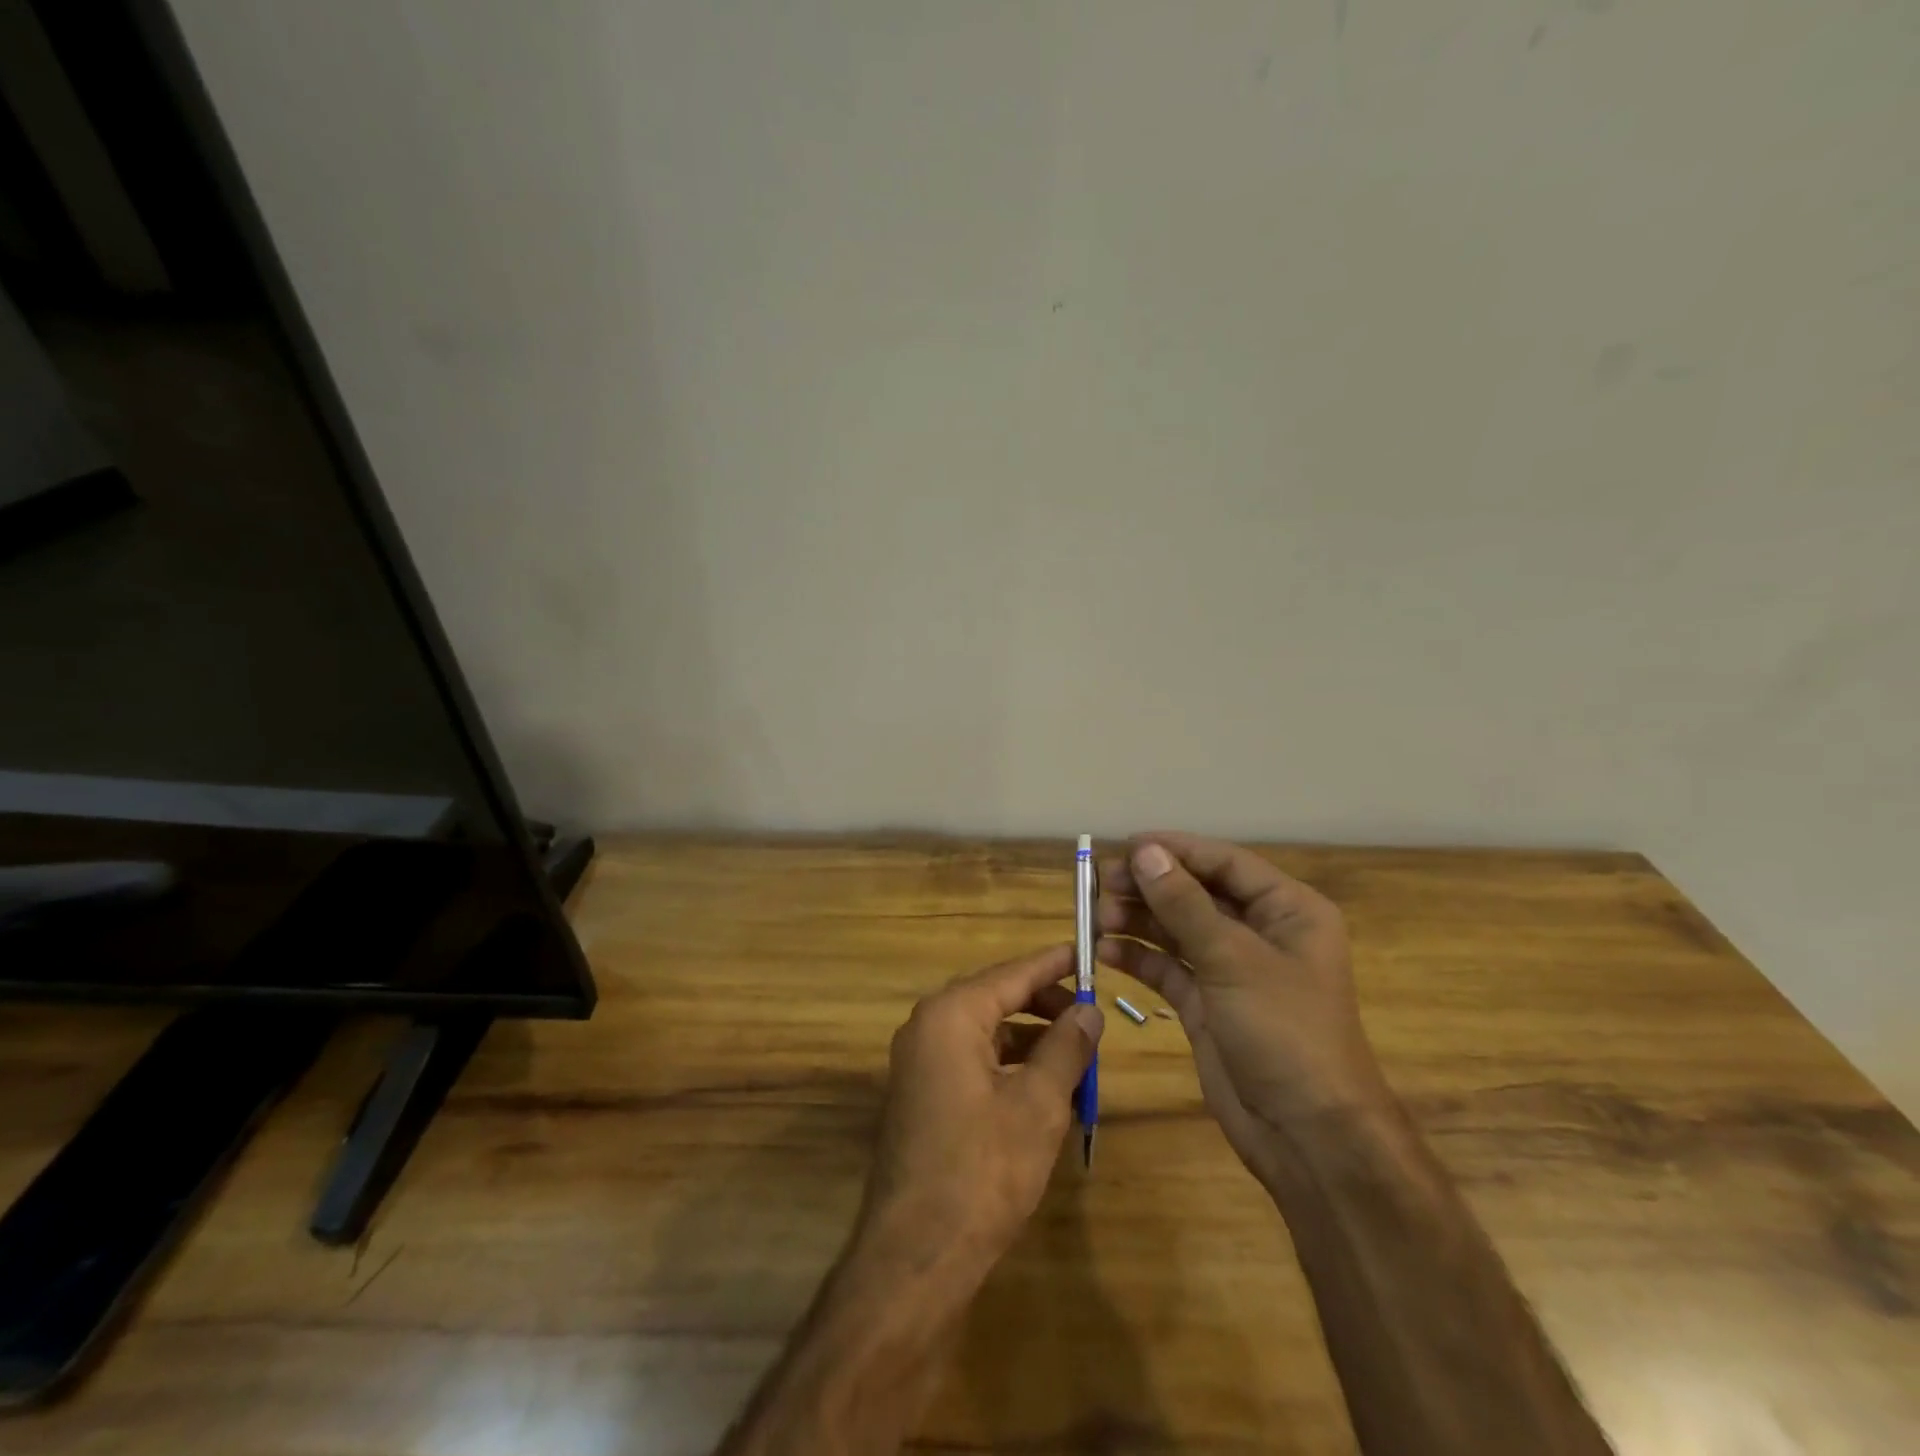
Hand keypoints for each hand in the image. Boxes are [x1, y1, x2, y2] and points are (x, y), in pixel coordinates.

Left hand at [858, 945, 1101, 1274]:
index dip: (1053, 965)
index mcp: (951, 1015)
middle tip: (1089, 1015)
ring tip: (1076, 1055)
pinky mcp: (921, 1094)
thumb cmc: (984, 1169)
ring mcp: (919, 1062)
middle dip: (1044, 1005)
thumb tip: (1089, 1011)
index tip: (1086, 952)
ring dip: (1030, 1039)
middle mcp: (927, 1026)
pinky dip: (1008, 1065)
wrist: (916, 1254)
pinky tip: (1042, 1088)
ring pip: (986, 1032)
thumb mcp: (1039, 1104)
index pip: (1011, 974)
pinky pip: (971, 1060)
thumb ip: (1066, 1048)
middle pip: (996, 997)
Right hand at [1096, 833, 1387, 1177]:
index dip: (1175, 850)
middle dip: (1149, 886)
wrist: (1308, 1136)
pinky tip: (1105, 951)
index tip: (1125, 845)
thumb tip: (1145, 852)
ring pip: (1176, 929)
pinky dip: (1138, 957)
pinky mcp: (1207, 1004)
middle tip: (1100, 882)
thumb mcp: (1233, 959)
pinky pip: (1167, 967)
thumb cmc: (1285, 1032)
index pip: (1224, 863)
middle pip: (1195, 894)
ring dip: (1137, 920)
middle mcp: (1260, 933)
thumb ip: (1184, 903)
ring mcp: (1231, 970)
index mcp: (1287, 911)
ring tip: (1095, 917)